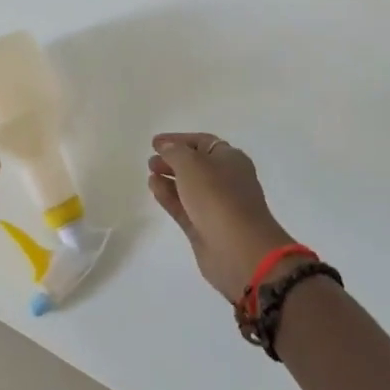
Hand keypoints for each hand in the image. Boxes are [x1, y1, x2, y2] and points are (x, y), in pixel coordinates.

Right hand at [147, 133, 301, 302]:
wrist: (239, 249)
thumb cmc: (218, 197)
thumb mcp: (192, 164)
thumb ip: (174, 151)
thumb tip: (166, 146)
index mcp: (230, 159)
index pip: (202, 142)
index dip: (178, 140)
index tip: (154, 142)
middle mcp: (226, 179)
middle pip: (196, 165)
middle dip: (173, 160)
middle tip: (151, 161)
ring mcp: (216, 205)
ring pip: (189, 187)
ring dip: (169, 179)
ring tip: (150, 174)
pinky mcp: (205, 227)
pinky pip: (184, 207)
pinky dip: (169, 196)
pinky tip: (153, 188)